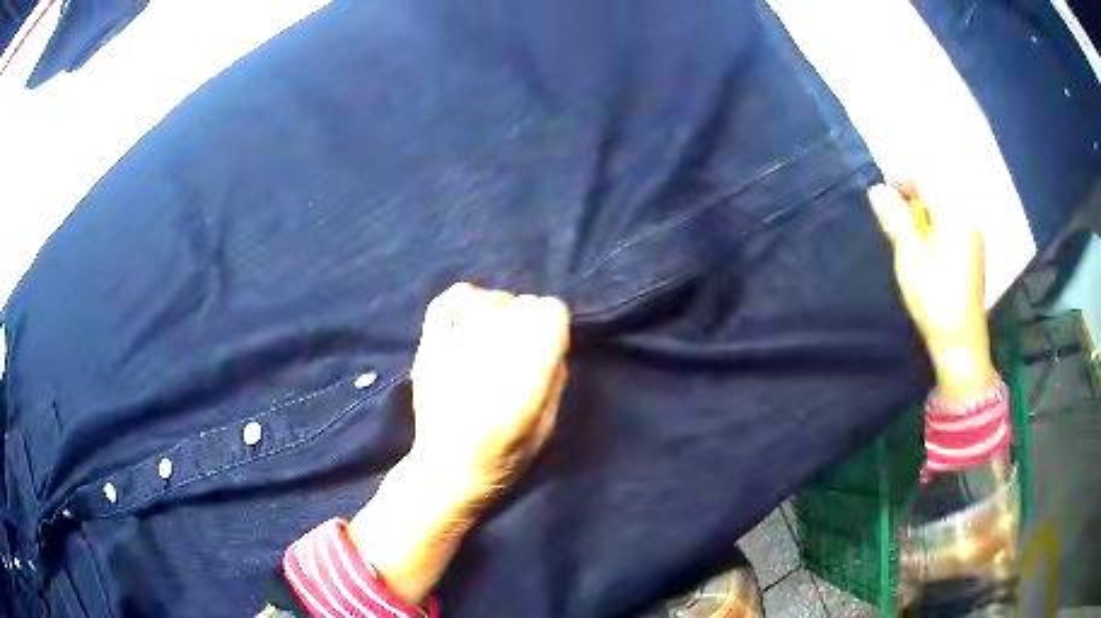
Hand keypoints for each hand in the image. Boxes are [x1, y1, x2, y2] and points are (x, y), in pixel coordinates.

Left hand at [408, 282, 569, 503]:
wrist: (448, 470)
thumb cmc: (505, 456)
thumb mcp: (547, 425)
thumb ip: (554, 379)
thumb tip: (552, 342)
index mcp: (528, 378)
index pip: (550, 312)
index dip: (554, 323)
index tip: (549, 339)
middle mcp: (493, 356)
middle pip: (522, 304)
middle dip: (529, 319)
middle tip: (522, 343)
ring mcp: (455, 350)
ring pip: (487, 300)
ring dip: (499, 309)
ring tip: (496, 330)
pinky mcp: (429, 349)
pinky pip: (446, 301)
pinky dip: (463, 298)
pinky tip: (471, 313)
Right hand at [868, 182, 996, 403]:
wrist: (961, 345)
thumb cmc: (936, 303)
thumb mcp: (911, 260)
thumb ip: (896, 220)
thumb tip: (877, 189)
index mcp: (955, 216)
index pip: (925, 178)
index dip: (901, 178)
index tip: (881, 191)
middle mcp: (968, 218)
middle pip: (936, 190)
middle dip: (912, 195)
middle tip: (890, 213)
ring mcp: (973, 235)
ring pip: (943, 207)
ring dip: (922, 211)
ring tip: (905, 232)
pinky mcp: (973, 250)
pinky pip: (951, 223)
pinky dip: (934, 225)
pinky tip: (924, 246)